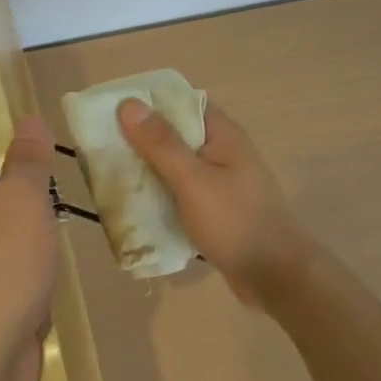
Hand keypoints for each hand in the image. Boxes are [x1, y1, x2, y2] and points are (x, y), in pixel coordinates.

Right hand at [117, 97, 315, 310]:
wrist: (277, 278)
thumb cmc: (236, 222)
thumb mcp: (193, 180)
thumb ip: (161, 143)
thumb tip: (128, 103)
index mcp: (221, 133)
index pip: (180, 102)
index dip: (147, 102)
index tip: (112, 111)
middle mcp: (221, 151)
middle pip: (174, 134)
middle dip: (140, 139)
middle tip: (102, 147)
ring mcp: (220, 181)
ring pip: (175, 166)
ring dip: (148, 170)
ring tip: (110, 175)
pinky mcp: (216, 209)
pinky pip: (180, 192)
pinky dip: (160, 195)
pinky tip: (136, 206)